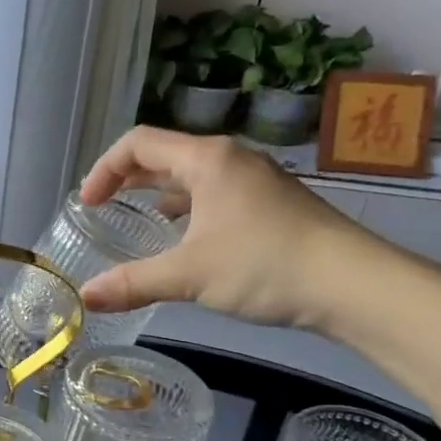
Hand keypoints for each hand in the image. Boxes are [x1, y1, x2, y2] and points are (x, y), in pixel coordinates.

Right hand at [77, 127, 372, 330]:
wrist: (354, 284)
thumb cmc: (265, 265)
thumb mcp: (189, 275)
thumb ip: (133, 283)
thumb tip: (86, 297)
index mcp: (206, 160)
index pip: (138, 143)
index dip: (104, 169)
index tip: (88, 204)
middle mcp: (229, 159)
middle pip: (163, 155)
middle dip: (126, 179)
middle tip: (101, 209)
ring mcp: (254, 180)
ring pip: (190, 176)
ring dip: (156, 194)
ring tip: (134, 222)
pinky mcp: (269, 203)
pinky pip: (212, 194)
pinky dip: (186, 209)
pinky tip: (182, 239)